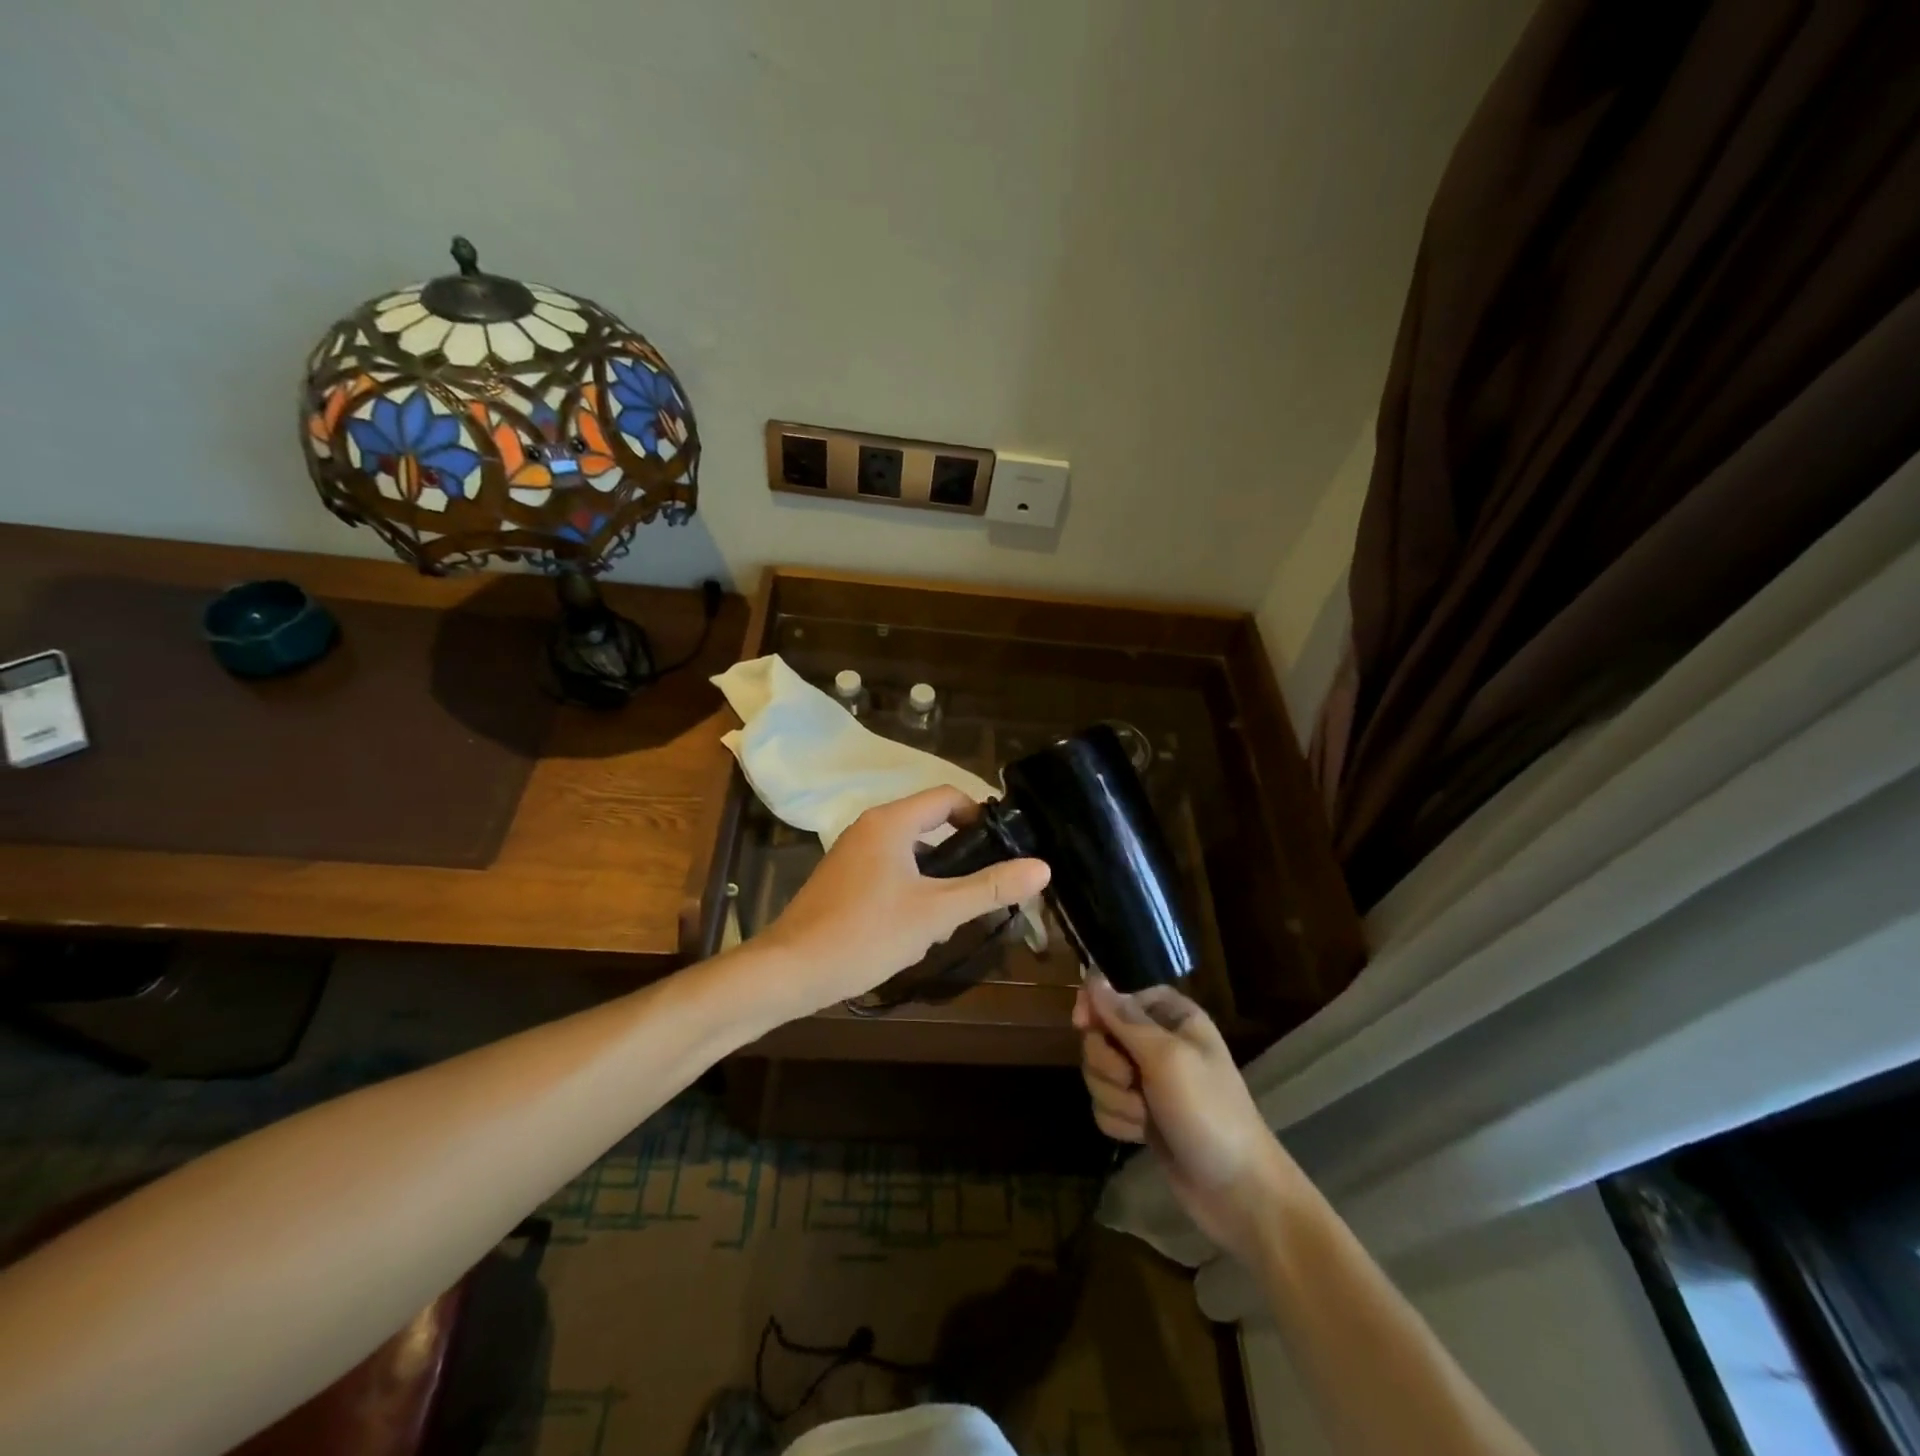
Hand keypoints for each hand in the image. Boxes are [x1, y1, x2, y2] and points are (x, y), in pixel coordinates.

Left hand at [760, 787, 1049, 1015]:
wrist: (791, 970)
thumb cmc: (867, 933)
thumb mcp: (936, 913)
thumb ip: (989, 888)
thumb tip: (1042, 867)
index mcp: (891, 821)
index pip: (948, 797)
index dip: (980, 816)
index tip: (1005, 847)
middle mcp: (870, 826)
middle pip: (930, 823)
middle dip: (960, 855)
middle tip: (984, 889)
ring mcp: (852, 852)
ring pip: (910, 851)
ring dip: (937, 877)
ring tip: (952, 918)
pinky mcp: (843, 878)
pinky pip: (889, 869)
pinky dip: (911, 888)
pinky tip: (917, 928)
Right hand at [1074, 974, 1300, 1263]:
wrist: (1237, 1191)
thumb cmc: (1208, 1111)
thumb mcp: (1167, 1058)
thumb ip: (1125, 1018)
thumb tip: (1092, 976)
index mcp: (1171, 1015)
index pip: (1118, 994)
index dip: (1097, 1007)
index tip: (1083, 1024)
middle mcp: (1157, 1041)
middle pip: (1100, 1035)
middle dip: (1108, 1065)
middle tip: (1133, 1083)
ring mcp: (1146, 1080)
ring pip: (1097, 1073)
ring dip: (1115, 1098)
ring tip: (1145, 1116)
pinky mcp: (1138, 1114)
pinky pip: (1103, 1105)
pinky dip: (1118, 1120)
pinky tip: (1141, 1135)